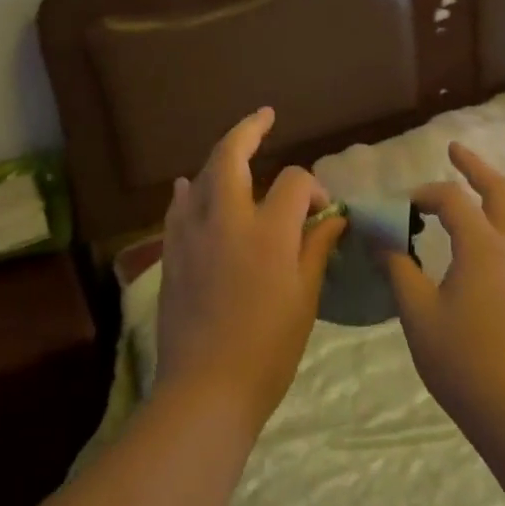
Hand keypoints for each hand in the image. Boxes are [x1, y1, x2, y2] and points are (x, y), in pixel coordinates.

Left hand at [155, 108, 346, 434]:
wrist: (206, 390)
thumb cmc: (268, 348)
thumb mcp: (305, 297)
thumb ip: (316, 248)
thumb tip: (332, 217)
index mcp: (269, 231)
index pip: (295, 182)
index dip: (314, 188)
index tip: (323, 212)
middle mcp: (227, 219)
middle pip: (232, 156)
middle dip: (249, 129)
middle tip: (265, 115)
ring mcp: (192, 234)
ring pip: (202, 176)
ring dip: (220, 157)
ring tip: (235, 148)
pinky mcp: (172, 254)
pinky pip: (178, 209)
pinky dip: (188, 192)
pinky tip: (189, 187)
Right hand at [385, 143, 504, 441]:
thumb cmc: (461, 361)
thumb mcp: (417, 314)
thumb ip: (399, 270)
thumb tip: (383, 241)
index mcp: (483, 246)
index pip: (452, 200)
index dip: (423, 194)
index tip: (400, 208)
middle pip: (501, 191)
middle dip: (476, 167)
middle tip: (455, 150)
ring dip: (498, 191)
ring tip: (477, 187)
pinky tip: (493, 236)